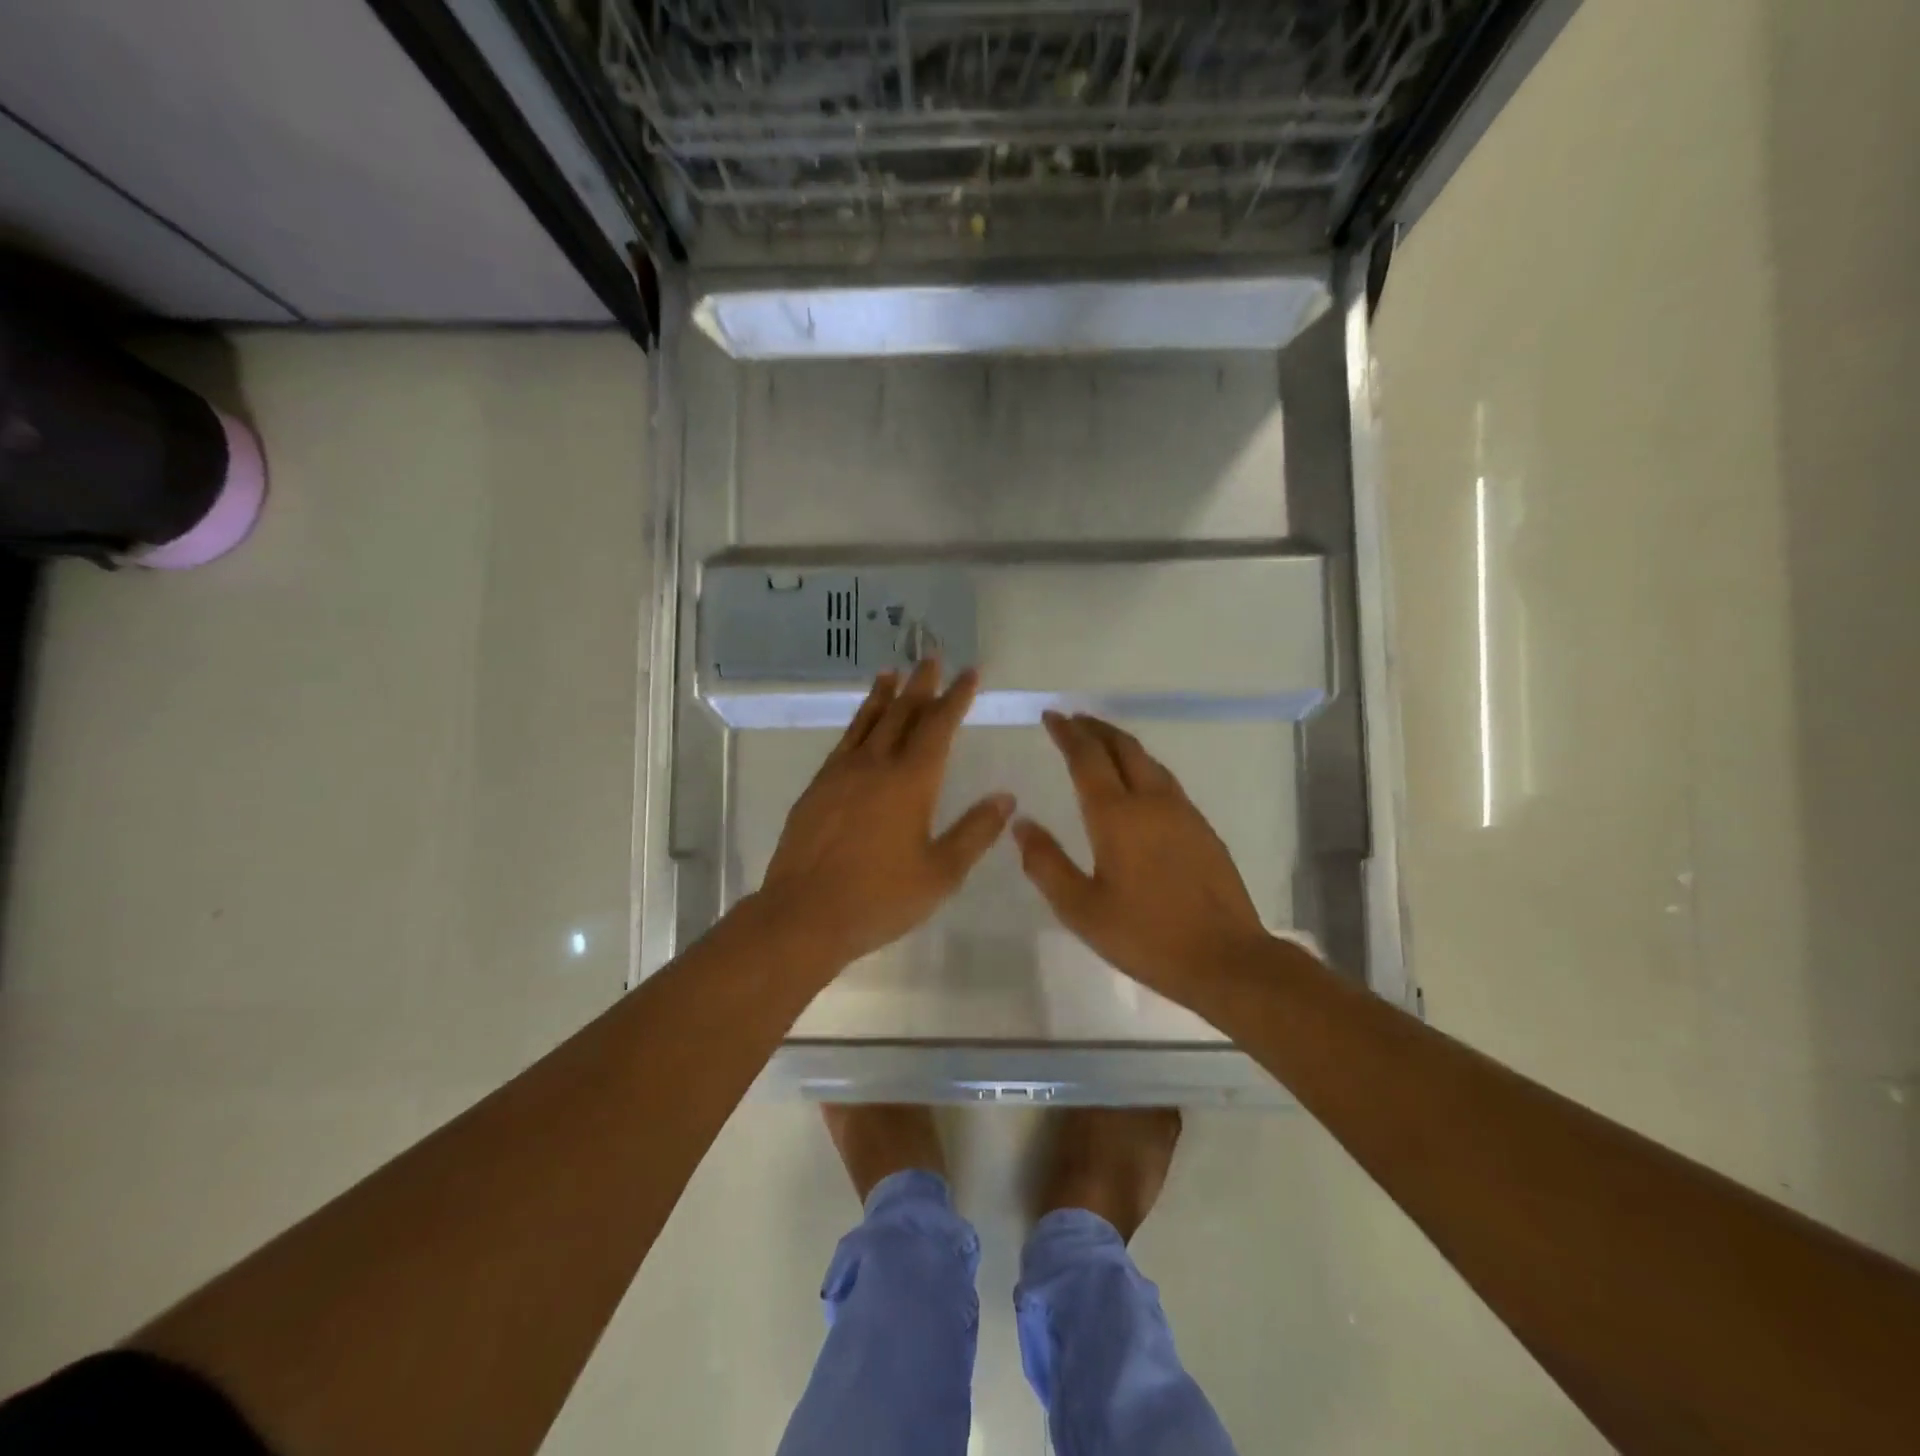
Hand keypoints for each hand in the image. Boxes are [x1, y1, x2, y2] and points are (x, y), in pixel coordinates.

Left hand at [755, 660, 1013, 967]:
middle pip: (902, 713)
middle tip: (931, 655)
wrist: (804, 914)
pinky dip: (857, 721)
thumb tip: (1006, 798)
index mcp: (911, 781)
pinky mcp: (817, 788)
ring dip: (884, 694)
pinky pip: (844, 741)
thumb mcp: (941, 872)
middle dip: (921, 684)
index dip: (956, 697)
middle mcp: (876, 765)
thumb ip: (975, 832)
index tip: (969, 672)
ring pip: (868, 721)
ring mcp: (841, 773)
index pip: (939, 726)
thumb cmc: (880, 897)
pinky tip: (860, 722)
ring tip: (892, 671)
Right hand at [1014, 712, 1269, 1001]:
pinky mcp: (1203, 829)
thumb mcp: (1081, 909)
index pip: (1087, 758)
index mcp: (1117, 816)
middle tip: (1073, 720)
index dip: (1067, 733)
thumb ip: (1046, 863)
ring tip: (1100, 743)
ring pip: (1148, 761)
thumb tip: (1021, 824)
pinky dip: (1142, 766)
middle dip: (1095, 728)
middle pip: (1123, 747)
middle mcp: (1152, 801)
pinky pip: (1165, 780)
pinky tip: (1137, 784)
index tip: (1051, 716)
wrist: (1226, 959)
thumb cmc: (1145, 935)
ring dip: (1120, 744)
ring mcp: (1183, 812)